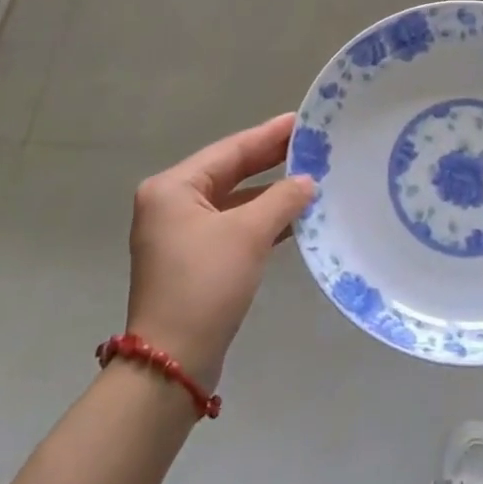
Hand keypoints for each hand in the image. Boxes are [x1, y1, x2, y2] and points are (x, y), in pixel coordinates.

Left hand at [125, 114, 314, 390]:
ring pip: (234, 200)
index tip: (302, 120)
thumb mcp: (248, 234)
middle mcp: (171, 204)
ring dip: (270, 192)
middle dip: (271, 160)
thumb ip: (282, 199)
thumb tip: (307, 181)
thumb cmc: (205, 285)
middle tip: (311, 143)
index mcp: (173, 188)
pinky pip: (232, 225)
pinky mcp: (194, 259)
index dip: (269, 135)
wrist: (172, 363)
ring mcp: (180, 234)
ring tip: (311, 176)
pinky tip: (294, 217)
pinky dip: (261, 219)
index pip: (230, 150)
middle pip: (230, 172)